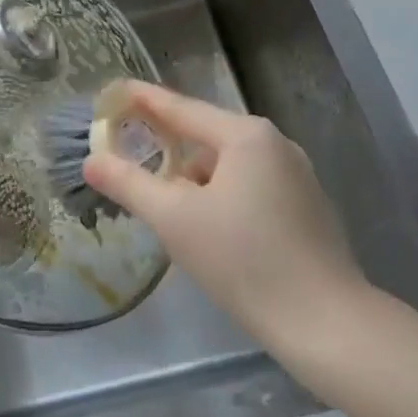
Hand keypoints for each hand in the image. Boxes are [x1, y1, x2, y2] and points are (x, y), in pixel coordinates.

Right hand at [82, 83, 371, 372]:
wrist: (325, 324)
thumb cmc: (243, 260)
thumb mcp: (174, 219)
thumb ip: (129, 183)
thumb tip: (92, 161)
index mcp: (246, 136)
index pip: (180, 108)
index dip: (141, 99)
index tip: (110, 92)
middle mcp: (276, 145)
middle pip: (205, 135)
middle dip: (166, 145)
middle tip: (128, 152)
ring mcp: (297, 176)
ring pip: (227, 164)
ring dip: (192, 178)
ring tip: (166, 205)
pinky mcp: (306, 208)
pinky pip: (249, 186)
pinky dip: (219, 195)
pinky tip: (208, 228)